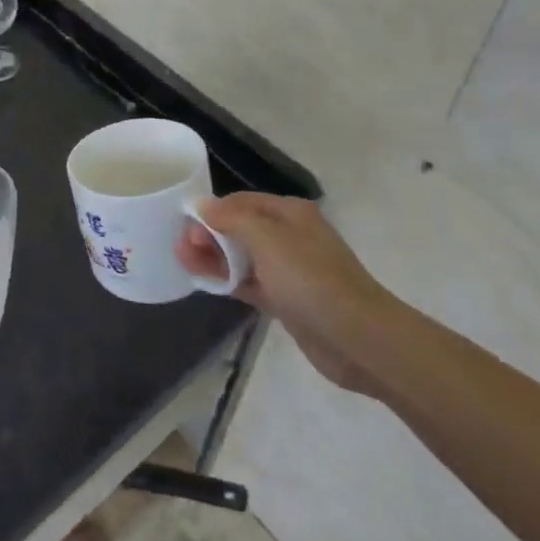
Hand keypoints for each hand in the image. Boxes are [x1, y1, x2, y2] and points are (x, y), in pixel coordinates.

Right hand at [175, 193, 393, 393]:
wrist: (359, 339)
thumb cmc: (311, 280)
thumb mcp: (267, 240)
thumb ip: (231, 219)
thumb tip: (203, 205)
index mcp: (289, 213)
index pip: (240, 201)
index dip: (210, 211)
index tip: (184, 226)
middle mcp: (289, 236)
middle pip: (239, 228)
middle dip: (209, 234)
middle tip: (181, 248)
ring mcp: (289, 270)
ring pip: (242, 257)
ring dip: (214, 258)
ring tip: (183, 262)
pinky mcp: (287, 300)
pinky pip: (249, 282)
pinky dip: (228, 280)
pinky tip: (205, 283)